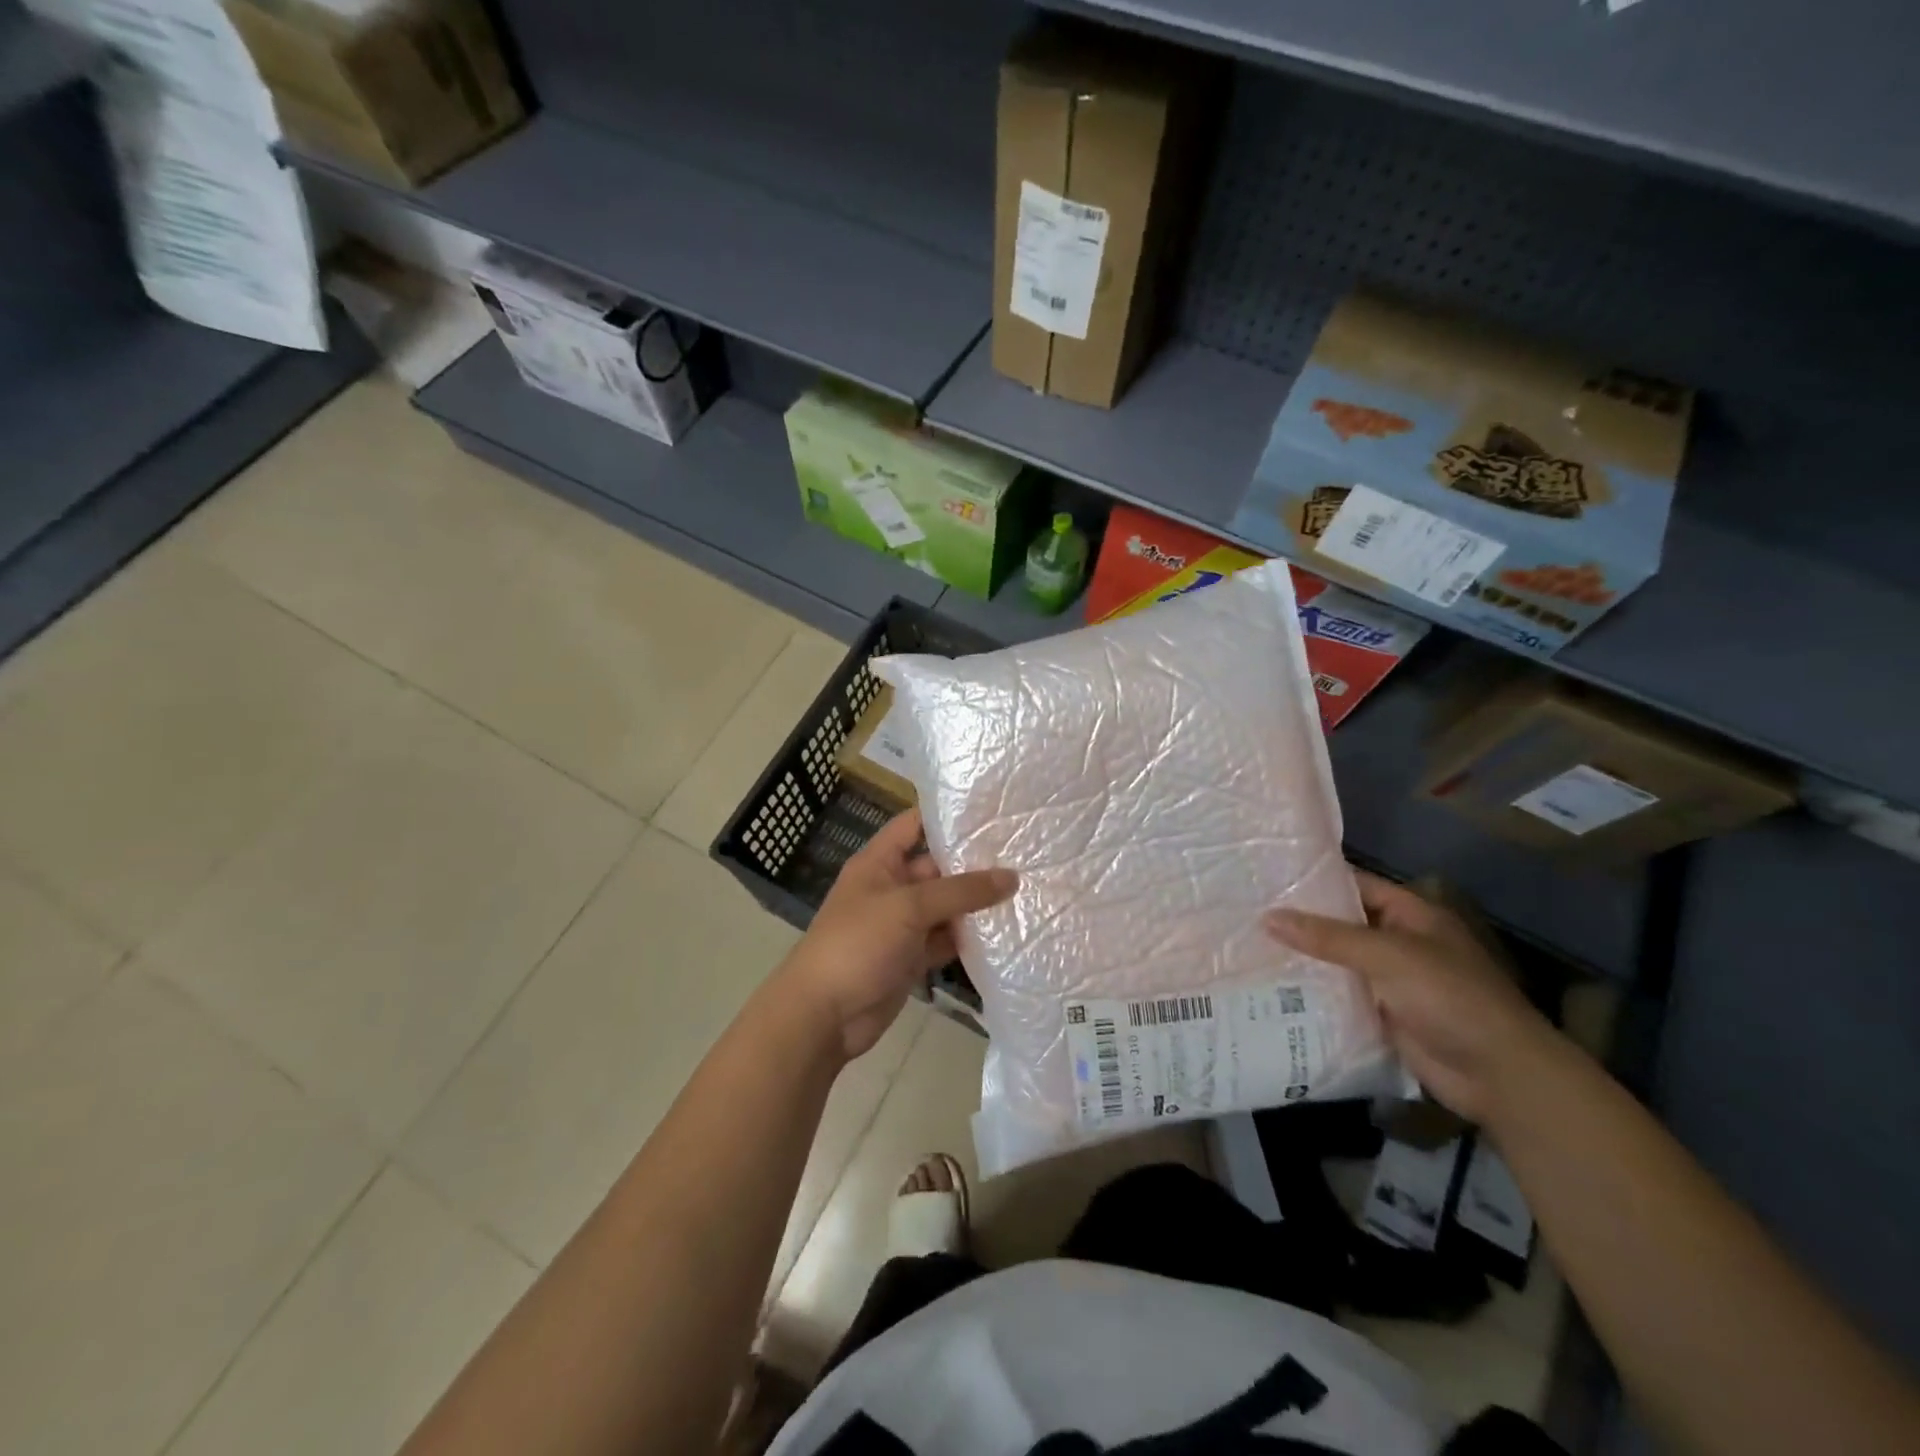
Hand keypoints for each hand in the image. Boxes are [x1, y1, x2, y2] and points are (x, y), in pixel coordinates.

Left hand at [771, 809, 1015, 1060]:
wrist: (824, 1015)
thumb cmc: (858, 944)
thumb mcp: (909, 907)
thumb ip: (961, 891)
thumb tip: (1012, 876)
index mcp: (879, 863)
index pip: (914, 825)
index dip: (948, 815)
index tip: (991, 810)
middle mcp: (892, 888)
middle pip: (937, 867)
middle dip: (974, 862)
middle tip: (1024, 852)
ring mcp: (902, 925)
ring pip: (946, 906)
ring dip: (977, 903)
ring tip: (1027, 886)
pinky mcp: (911, 957)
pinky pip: (945, 939)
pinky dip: (969, 938)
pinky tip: (1005, 930)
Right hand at [1264, 869, 1560, 1125]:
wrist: (1498, 1074)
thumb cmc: (1450, 997)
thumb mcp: (1387, 956)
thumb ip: (1328, 937)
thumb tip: (1268, 917)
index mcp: (1411, 915)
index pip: (1355, 885)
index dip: (1315, 880)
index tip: (1268, 877)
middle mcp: (1399, 942)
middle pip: (1342, 925)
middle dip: (1300, 922)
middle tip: (1246, 912)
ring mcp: (1391, 981)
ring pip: (1337, 963)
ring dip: (1303, 959)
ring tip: (1247, 948)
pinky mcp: (1383, 1016)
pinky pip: (1341, 997)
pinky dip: (1313, 994)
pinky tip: (1271, 989)